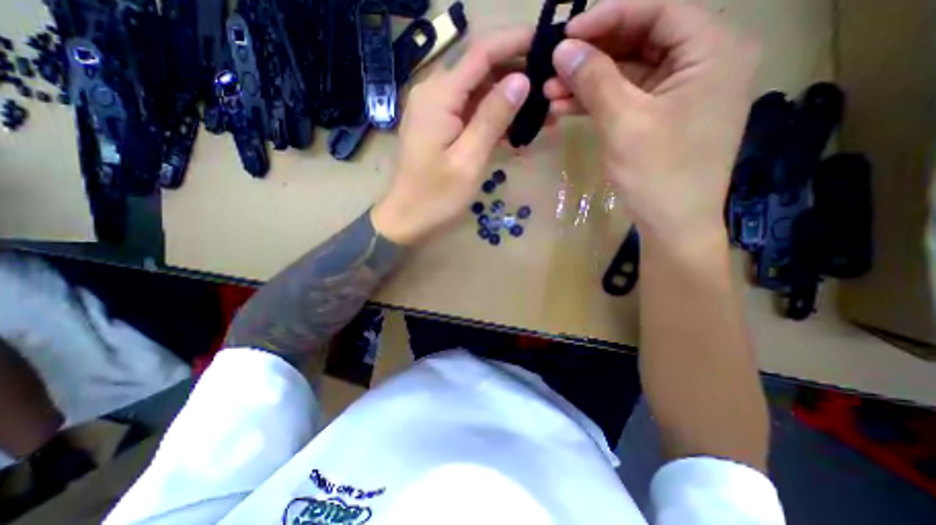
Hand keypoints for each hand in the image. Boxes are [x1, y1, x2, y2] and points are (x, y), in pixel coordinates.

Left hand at [374, 26, 533, 244]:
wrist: (407, 219)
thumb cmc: (436, 197)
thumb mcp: (469, 160)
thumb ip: (492, 118)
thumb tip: (521, 79)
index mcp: (439, 96)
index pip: (481, 52)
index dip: (516, 42)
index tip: (548, 45)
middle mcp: (434, 92)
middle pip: (480, 69)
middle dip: (516, 75)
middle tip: (550, 92)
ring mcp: (434, 109)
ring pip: (478, 91)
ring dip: (507, 101)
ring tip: (540, 116)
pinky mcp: (438, 125)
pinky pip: (469, 111)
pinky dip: (492, 118)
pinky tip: (514, 133)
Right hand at [547, 0, 754, 247]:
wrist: (671, 225)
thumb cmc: (657, 173)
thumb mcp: (624, 122)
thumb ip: (595, 80)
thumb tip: (563, 49)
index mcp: (712, 51)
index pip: (658, 11)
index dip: (609, 17)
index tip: (567, 33)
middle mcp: (701, 64)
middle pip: (639, 43)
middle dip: (592, 57)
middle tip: (552, 67)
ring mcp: (678, 94)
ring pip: (626, 75)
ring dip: (587, 83)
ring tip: (550, 92)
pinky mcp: (659, 119)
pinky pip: (625, 100)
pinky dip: (596, 103)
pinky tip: (565, 108)